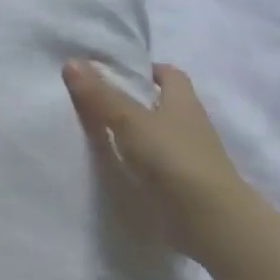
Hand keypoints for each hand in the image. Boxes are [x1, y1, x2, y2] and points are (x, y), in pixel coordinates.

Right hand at [62, 60, 249, 262]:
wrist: (208, 218)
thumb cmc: (172, 158)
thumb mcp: (130, 121)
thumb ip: (100, 95)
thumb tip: (71, 61)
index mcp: (183, 101)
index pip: (169, 75)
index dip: (146, 70)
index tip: (116, 74)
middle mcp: (190, 124)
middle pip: (163, 105)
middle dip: (136, 102)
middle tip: (98, 102)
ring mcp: (189, 157)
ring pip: (159, 135)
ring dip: (136, 134)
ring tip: (99, 134)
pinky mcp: (183, 185)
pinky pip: (157, 165)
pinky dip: (139, 163)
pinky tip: (116, 167)